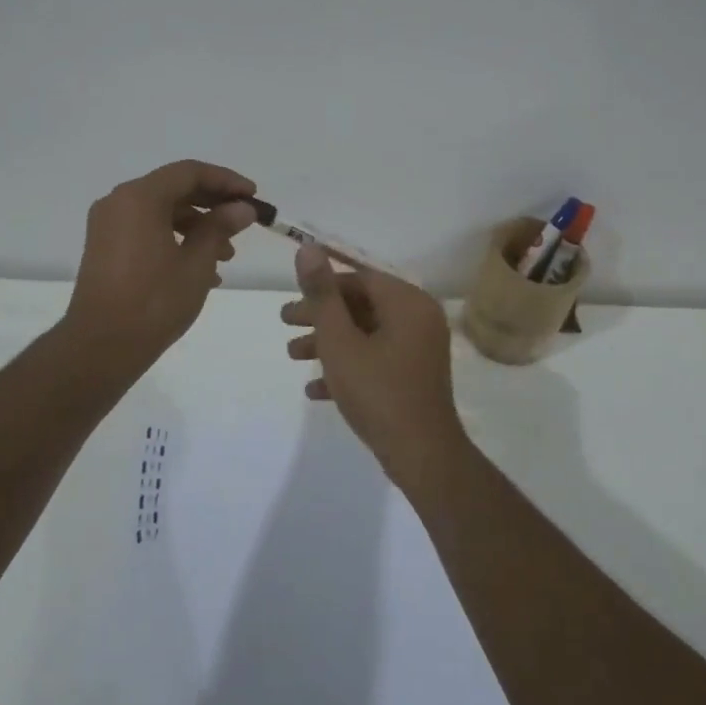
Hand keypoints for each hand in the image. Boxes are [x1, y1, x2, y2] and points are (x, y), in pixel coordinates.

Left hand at [64, 160, 257, 367]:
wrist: (101, 346)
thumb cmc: (154, 301)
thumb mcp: (196, 263)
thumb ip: (220, 228)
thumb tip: (242, 209)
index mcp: (139, 197)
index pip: (189, 172)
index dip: (226, 181)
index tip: (252, 196)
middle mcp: (119, 202)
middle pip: (174, 189)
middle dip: (212, 204)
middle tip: (244, 222)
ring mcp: (108, 225)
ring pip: (161, 212)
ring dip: (197, 226)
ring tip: (227, 256)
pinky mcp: (105, 248)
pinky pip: (147, 230)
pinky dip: (175, 240)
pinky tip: (201, 270)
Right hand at [281, 243, 463, 482]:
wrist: (422, 456)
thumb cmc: (378, 391)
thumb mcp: (340, 340)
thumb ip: (322, 294)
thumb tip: (308, 248)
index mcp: (407, 302)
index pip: (360, 278)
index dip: (323, 284)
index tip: (292, 297)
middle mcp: (418, 318)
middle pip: (361, 305)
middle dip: (320, 316)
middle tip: (284, 323)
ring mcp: (419, 349)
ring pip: (366, 333)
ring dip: (328, 342)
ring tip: (291, 355)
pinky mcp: (414, 375)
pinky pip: (376, 359)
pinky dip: (348, 367)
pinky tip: (314, 389)